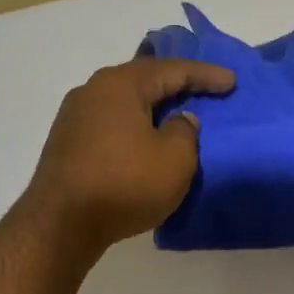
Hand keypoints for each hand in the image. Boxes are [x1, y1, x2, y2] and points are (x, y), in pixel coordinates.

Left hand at [24, 56, 236, 252]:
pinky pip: (111, 123)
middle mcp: (93, 91)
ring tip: (176, 113)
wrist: (61, 224)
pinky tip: (144, 138)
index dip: (205, 75)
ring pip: (124, 102)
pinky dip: (134, 126)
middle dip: (175, 84)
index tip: (231, 82)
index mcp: (121, 84)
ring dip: (152, 107)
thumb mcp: (175, 159)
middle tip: (203, 89)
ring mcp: (74, 117)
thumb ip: (185, 131)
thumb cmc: (125, 184)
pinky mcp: (66, 143)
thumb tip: (179, 120)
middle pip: (143, 80)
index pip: (172, 70)